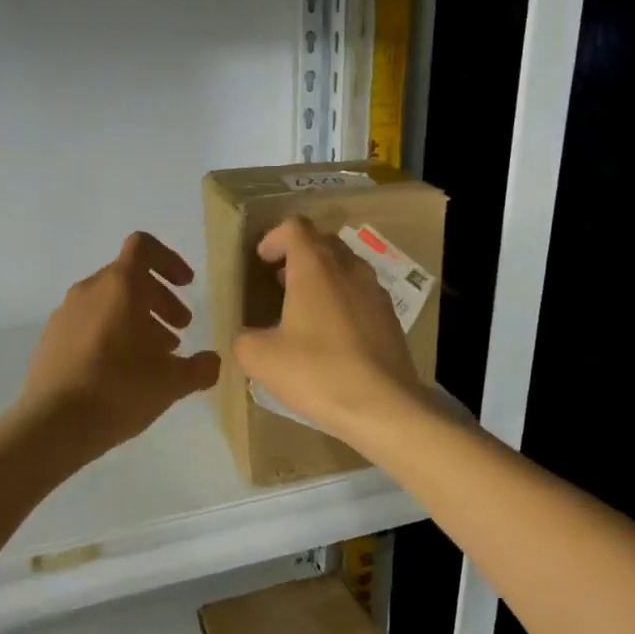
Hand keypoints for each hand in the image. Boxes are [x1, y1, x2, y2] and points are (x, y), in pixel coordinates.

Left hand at [19, 232, 220, 456]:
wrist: (53, 425)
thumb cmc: (120, 389)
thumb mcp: (172, 382)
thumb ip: (200, 367)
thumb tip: (212, 362)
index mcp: (120, 286)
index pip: (143, 247)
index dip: (170, 260)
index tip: (186, 285)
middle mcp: (89, 290)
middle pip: (129, 277)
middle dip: (160, 299)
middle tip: (180, 330)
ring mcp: (65, 314)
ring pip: (108, 302)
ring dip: (137, 319)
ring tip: (154, 356)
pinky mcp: (50, 339)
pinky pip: (88, 323)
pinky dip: (111, 334)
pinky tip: (122, 371)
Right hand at [233, 217, 426, 444]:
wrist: (383, 406)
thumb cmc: (318, 372)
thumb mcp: (262, 359)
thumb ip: (244, 339)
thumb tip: (246, 336)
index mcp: (316, 267)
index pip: (295, 227)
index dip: (274, 238)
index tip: (262, 261)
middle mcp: (349, 268)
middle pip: (322, 241)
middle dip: (298, 254)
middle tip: (279, 281)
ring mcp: (375, 291)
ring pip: (345, 266)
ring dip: (322, 275)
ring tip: (304, 307)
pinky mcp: (390, 317)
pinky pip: (361, 292)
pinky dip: (342, 298)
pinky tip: (332, 333)